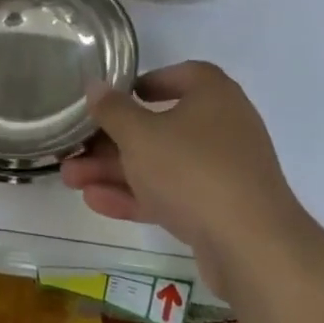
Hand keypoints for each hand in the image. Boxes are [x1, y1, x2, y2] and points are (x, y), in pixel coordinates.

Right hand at [62, 61, 308, 299]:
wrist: (252, 247)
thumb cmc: (192, 170)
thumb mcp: (140, 135)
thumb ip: (113, 110)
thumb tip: (96, 85)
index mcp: (213, 95)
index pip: (181, 75)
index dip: (146, 82)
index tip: (115, 96)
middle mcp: (223, 127)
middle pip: (160, 126)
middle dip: (113, 139)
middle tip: (75, 148)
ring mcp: (223, 171)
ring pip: (161, 164)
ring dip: (116, 170)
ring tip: (71, 178)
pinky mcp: (219, 210)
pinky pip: (172, 194)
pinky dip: (137, 195)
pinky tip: (96, 201)